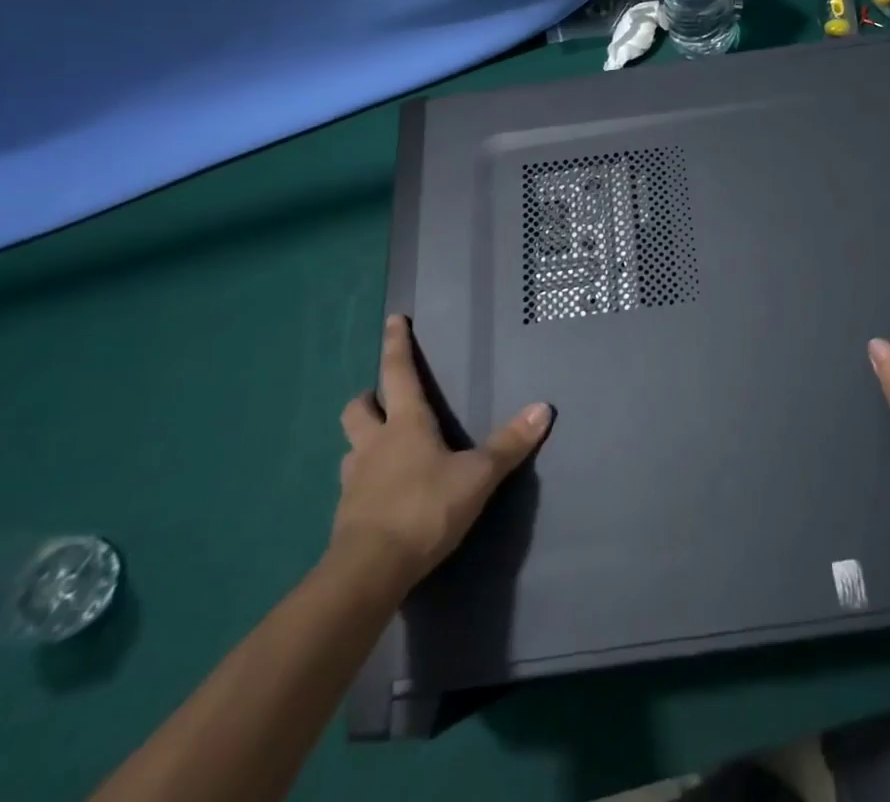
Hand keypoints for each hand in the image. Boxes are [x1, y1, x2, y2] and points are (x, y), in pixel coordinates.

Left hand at [332, 314, 552, 589]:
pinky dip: (364, 482)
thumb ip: (509, 444)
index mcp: (405, 424)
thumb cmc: (425, 508)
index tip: (392, 319)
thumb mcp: (478, 475)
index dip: (396, 344)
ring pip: (350, 447)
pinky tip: (379, 495)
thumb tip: (544, 408)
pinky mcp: (345, 516)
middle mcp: (374, 444)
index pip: (398, 372)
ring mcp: (354, 480)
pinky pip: (351, 486)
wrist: (370, 571)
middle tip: (380, 399)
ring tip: (380, 448)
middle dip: (367, 398)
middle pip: (358, 408)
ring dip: (362, 441)